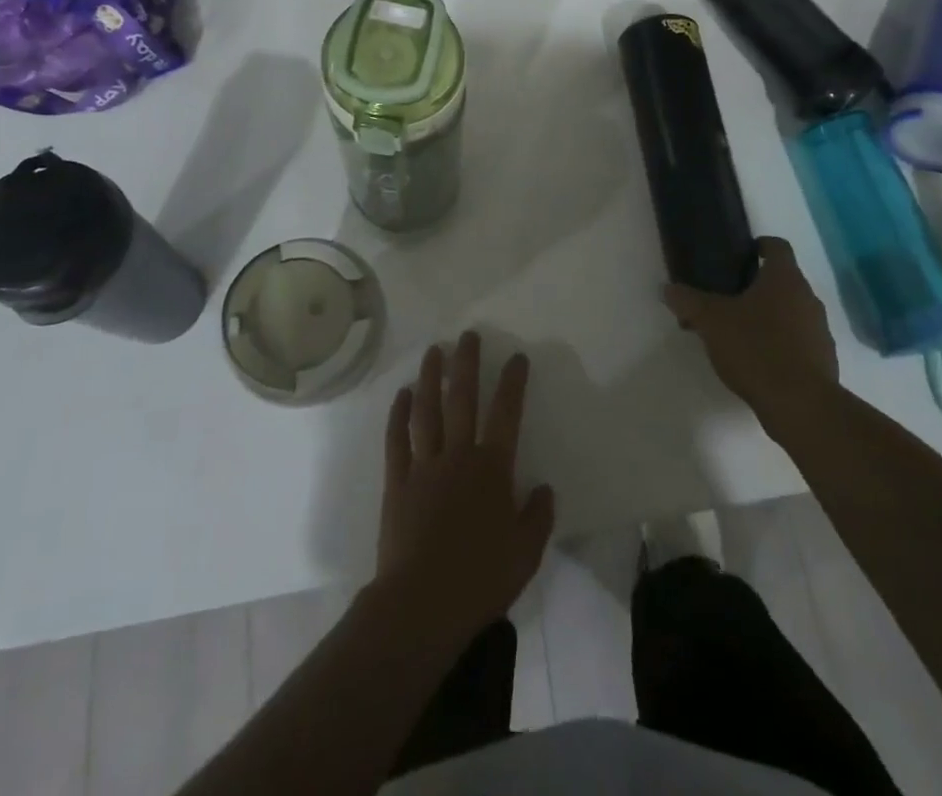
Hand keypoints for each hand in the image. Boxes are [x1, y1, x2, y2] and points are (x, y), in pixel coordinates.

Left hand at [375, 332, 554, 636]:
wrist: (421, 605)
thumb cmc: (479, 579)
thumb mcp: (525, 553)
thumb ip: (538, 516)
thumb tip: (544, 487)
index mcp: (492, 469)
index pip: (507, 413)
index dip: (513, 382)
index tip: (516, 357)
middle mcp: (458, 456)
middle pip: (462, 398)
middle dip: (466, 363)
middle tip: (468, 335)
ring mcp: (424, 466)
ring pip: (427, 410)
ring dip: (430, 377)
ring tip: (434, 351)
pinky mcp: (397, 482)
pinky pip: (397, 439)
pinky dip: (399, 414)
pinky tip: (402, 394)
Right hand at [663, 237, 839, 425]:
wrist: (801, 405)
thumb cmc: (756, 349)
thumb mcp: (711, 322)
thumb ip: (688, 301)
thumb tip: (668, 288)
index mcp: (784, 278)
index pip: (777, 246)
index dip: (758, 246)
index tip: (739, 257)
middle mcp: (808, 297)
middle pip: (782, 281)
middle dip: (755, 287)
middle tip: (725, 301)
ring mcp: (820, 329)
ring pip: (791, 312)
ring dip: (768, 317)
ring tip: (737, 336)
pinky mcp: (824, 359)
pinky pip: (798, 340)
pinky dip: (780, 343)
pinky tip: (757, 362)